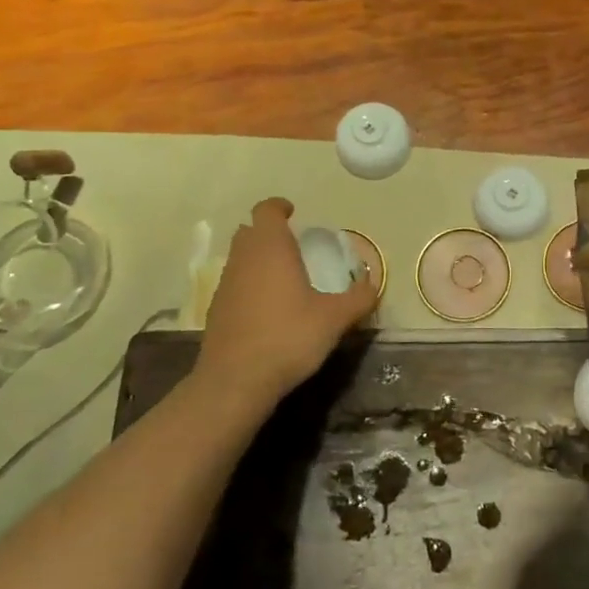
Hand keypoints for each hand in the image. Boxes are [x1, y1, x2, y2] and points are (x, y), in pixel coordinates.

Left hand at [195, 198, 376, 404]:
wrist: (235, 382)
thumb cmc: (288, 338)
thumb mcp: (334, 319)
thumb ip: (358, 298)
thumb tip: (373, 285)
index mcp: (271, 249)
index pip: (267, 211)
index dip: (279, 207)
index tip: (294, 212)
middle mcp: (244, 259)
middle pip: (250, 232)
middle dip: (269, 233)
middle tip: (294, 246)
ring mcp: (226, 285)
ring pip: (240, 258)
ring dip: (259, 259)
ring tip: (285, 278)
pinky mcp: (216, 311)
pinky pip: (235, 284)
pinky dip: (250, 285)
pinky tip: (269, 309)